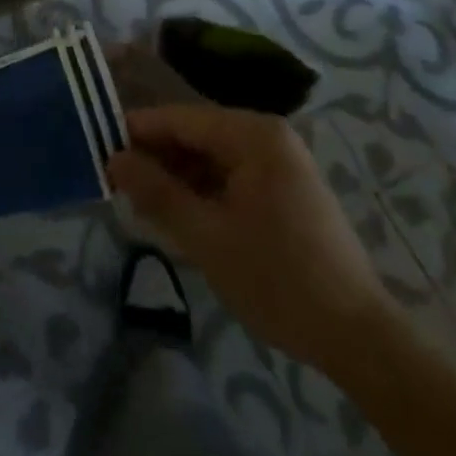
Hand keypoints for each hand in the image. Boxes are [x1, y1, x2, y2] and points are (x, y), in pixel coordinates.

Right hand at [107, 102, 395, 373]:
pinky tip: (180, 218)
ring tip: (142, 208)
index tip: (98, 152)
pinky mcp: (285, 189)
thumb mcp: (206, 236)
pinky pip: (231, 176)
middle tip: (118, 189)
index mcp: (253, 134)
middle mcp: (268, 136)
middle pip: (195, 135)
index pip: (179, 119)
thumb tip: (112, 159)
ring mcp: (280, 162)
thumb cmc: (277, 279)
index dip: (136, 133)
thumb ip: (156, 192)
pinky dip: (203, 193)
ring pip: (211, 157)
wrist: (357, 337)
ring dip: (177, 179)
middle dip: (157, 160)